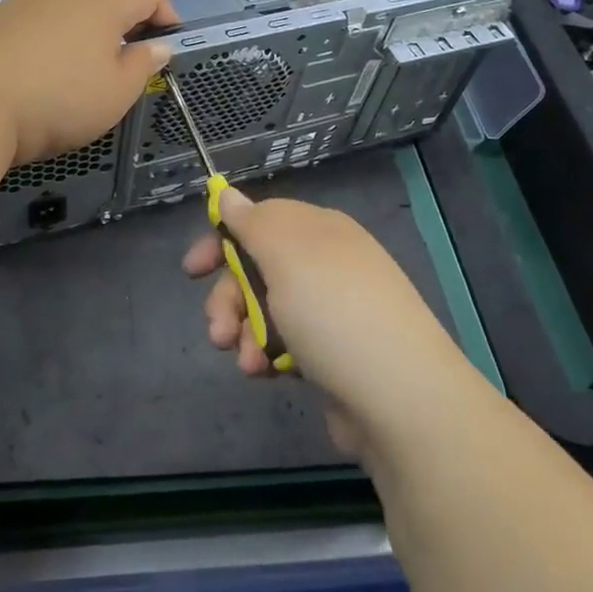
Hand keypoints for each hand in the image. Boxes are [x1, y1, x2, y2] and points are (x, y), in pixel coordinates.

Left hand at [0, 0, 179, 165]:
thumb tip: (159, 45)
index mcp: (106, 0)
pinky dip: (62, 9)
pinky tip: (54, 42)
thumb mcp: (115, 94)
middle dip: (131, 2)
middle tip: (134, 37)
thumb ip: (142, 65)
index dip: (166, 11)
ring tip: (96, 32)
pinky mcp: (5, 7)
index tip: (169, 38)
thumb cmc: (58, 100)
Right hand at [184, 187, 460, 456]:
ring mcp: (330, 310)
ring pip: (265, 309)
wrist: (399, 398)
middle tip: (218, 330)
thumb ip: (252, 222)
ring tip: (248, 362)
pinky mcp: (331, 354)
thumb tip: (228, 192)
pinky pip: (284, 342)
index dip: (222, 241)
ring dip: (244, 332)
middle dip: (228, 298)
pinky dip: (267, 355)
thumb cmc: (334, 311)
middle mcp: (324, 263)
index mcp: (318, 230)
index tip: (193, 270)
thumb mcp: (286, 254)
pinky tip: (266, 373)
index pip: (259, 220)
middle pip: (256, 268)